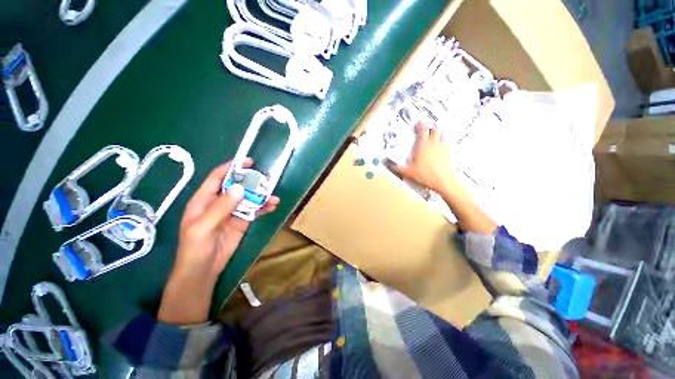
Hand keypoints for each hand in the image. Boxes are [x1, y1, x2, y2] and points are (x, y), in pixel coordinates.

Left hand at [158, 159, 278, 323]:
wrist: (204, 270)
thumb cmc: (195, 248)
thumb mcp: (203, 227)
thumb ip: (220, 207)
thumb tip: (241, 188)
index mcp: (204, 200)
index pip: (217, 178)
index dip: (231, 168)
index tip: (248, 162)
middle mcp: (219, 202)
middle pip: (237, 186)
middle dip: (252, 182)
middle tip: (267, 180)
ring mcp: (232, 211)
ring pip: (249, 198)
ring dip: (261, 196)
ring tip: (273, 196)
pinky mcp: (242, 221)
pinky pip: (254, 210)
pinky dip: (264, 207)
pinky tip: (273, 205)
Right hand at [391, 122, 456, 192]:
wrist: (443, 182)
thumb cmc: (424, 175)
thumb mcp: (408, 172)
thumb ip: (397, 168)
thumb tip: (388, 166)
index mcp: (423, 145)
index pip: (422, 130)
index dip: (420, 124)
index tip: (419, 121)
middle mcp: (434, 143)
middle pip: (434, 129)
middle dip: (430, 128)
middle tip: (426, 129)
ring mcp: (443, 147)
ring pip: (442, 134)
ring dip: (438, 133)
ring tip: (435, 135)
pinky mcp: (449, 153)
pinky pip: (448, 142)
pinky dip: (445, 140)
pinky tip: (442, 145)